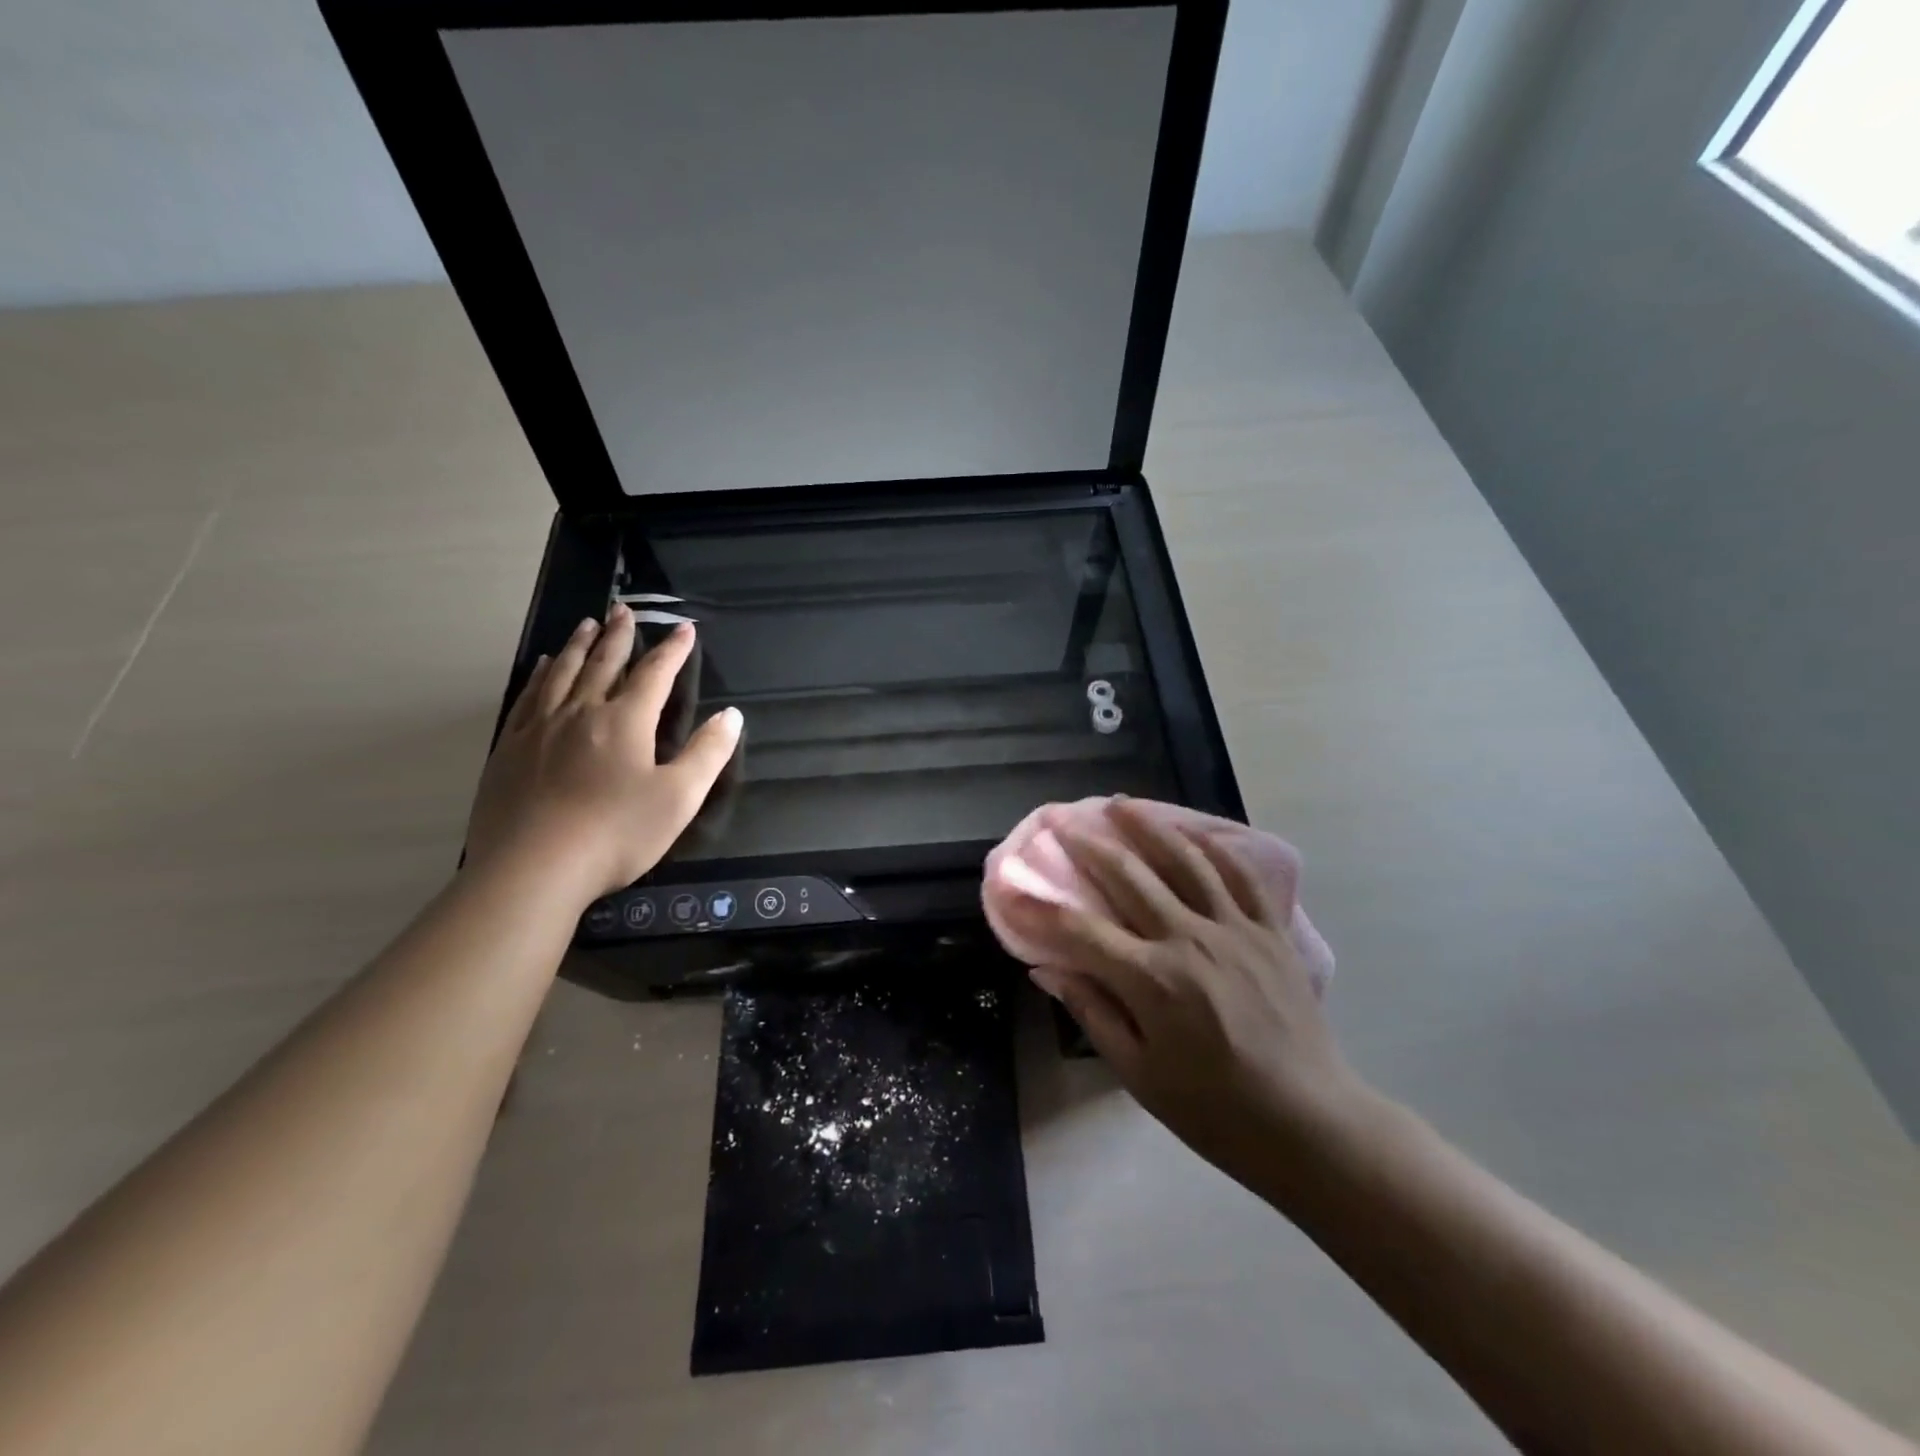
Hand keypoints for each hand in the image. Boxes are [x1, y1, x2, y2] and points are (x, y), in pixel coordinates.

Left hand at [465, 605, 742, 902]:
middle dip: (620, 635)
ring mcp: (540, 728)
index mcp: (625, 721)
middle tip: (624, 609)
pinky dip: (541, 675)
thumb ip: (708, 753)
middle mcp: (581, 712)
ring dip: (579, 646)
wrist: (533, 869)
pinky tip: (542, 668)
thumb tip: (731, 716)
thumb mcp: (679, 798)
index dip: (672, 650)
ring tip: (588, 625)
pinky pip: (529, 697)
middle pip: (604, 663)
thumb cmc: (616, 834)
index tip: (684, 628)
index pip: (655, 674)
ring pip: (563, 673)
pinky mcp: (510, 748)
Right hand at [1007, 799, 1363, 1188]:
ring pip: (1184, 860)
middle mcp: (1189, 940)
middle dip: (1086, 844)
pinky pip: (1241, 875)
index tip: (1013, 885)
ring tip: (1120, 804)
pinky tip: (1192, 830)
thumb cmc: (1213, 1109)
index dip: (1040, 906)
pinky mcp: (1271, 931)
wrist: (1308, 1123)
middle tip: (1061, 819)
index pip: (1080, 930)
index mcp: (1151, 980)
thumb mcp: (1138, 1074)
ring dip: (1147, 827)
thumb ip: (1092, 1012)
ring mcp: (1235, 929)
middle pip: (1128, 877)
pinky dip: (1214, 847)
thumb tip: (1046, 969)